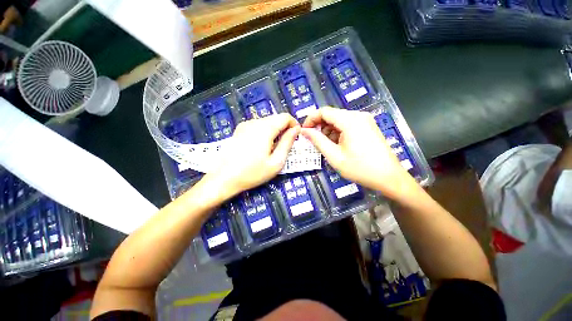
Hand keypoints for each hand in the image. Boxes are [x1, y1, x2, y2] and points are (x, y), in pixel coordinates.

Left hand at [205, 113, 299, 200]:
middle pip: (276, 118)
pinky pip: (258, 126)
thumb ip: (287, 143)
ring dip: (274, 131)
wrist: (223, 179)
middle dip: (284, 129)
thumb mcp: (276, 162)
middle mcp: (254, 122)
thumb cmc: (252, 173)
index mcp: (265, 128)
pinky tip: (261, 147)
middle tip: (285, 146)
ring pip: (267, 122)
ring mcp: (245, 125)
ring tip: (272, 149)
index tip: (295, 137)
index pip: (285, 117)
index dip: (294, 125)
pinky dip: (265, 133)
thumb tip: (296, 130)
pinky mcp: (239, 130)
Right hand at [301, 107, 415, 199]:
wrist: (388, 177)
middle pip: (332, 115)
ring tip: (325, 145)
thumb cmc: (359, 168)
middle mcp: (358, 115)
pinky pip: (347, 124)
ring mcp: (364, 120)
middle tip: (312, 140)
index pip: (323, 111)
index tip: (304, 131)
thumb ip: (317, 141)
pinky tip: (336, 144)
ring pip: (339, 120)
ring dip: (328, 130)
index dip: (310, 119)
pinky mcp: (367, 126)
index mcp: (350, 120)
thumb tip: (304, 131)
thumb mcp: (334, 156)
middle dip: (319, 126)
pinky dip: (338, 132)